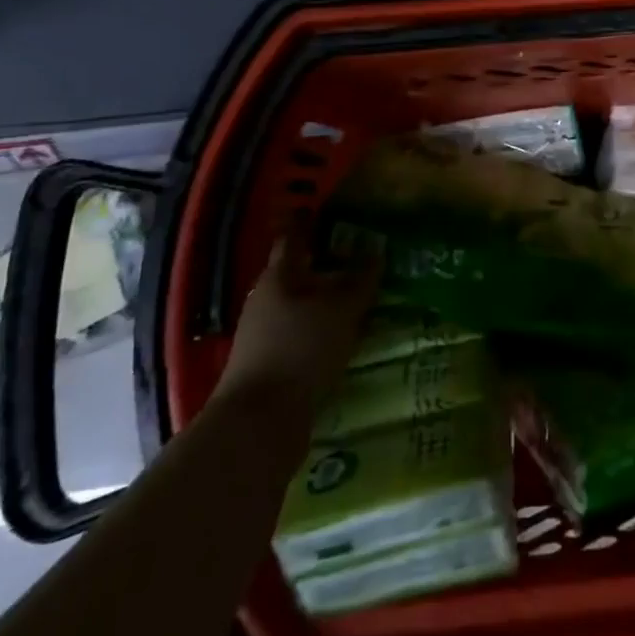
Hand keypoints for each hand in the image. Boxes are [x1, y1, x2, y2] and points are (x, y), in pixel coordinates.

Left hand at [216, 240, 381, 418]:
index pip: (294, 238)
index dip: (311, 223)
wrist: (259, 423)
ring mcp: (263, 335)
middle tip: (362, 259)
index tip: (332, 212)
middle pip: (298, 274)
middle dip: (327, 265)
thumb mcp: (341, 311)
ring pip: (300, 305)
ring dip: (326, 301)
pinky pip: (300, 334)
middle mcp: (266, 300)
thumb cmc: (301, 350)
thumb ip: (360, 281)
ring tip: (360, 300)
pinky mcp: (269, 365)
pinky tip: (344, 338)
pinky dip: (321, 329)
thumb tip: (376, 251)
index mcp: (278, 277)